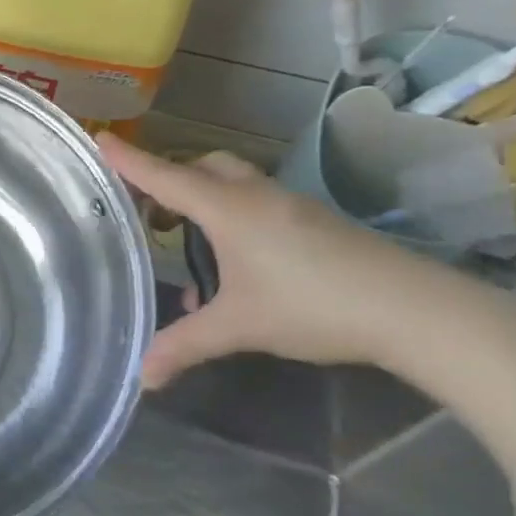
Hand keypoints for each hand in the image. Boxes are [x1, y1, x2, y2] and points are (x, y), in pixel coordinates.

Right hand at [98, 134, 431, 388]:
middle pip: (204, 167)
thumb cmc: (313, 306)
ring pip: (235, 184)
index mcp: (229, 209)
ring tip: (190, 244)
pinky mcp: (317, 222)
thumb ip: (185, 345)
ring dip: (205, 201)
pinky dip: (234, 219)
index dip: (130, 160)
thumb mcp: (239, 327)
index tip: (100, 137)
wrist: (415, 311)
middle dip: (172, 179)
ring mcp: (292, 206)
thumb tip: (142, 378)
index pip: (166, 177)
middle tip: (150, 209)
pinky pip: (259, 204)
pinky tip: (238, 267)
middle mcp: (257, 196)